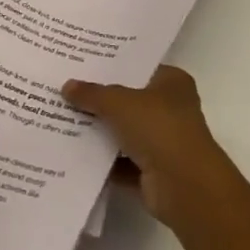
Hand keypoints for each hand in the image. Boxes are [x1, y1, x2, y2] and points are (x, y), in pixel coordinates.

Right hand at [63, 66, 237, 231]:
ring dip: (100, 131)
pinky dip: (103, 160)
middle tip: (67, 88)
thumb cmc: (159, 128)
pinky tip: (74, 152)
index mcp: (172, 82)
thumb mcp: (119, 102)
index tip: (82, 62)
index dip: (112, 64)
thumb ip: (92, 93)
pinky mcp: (154, 172)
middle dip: (101, 99)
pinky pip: (121, 162)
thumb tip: (67, 86)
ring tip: (63, 117)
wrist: (185, 187)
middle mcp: (171, 109)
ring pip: (124, 132)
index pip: (138, 67)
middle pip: (129, 99)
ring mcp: (164, 142)